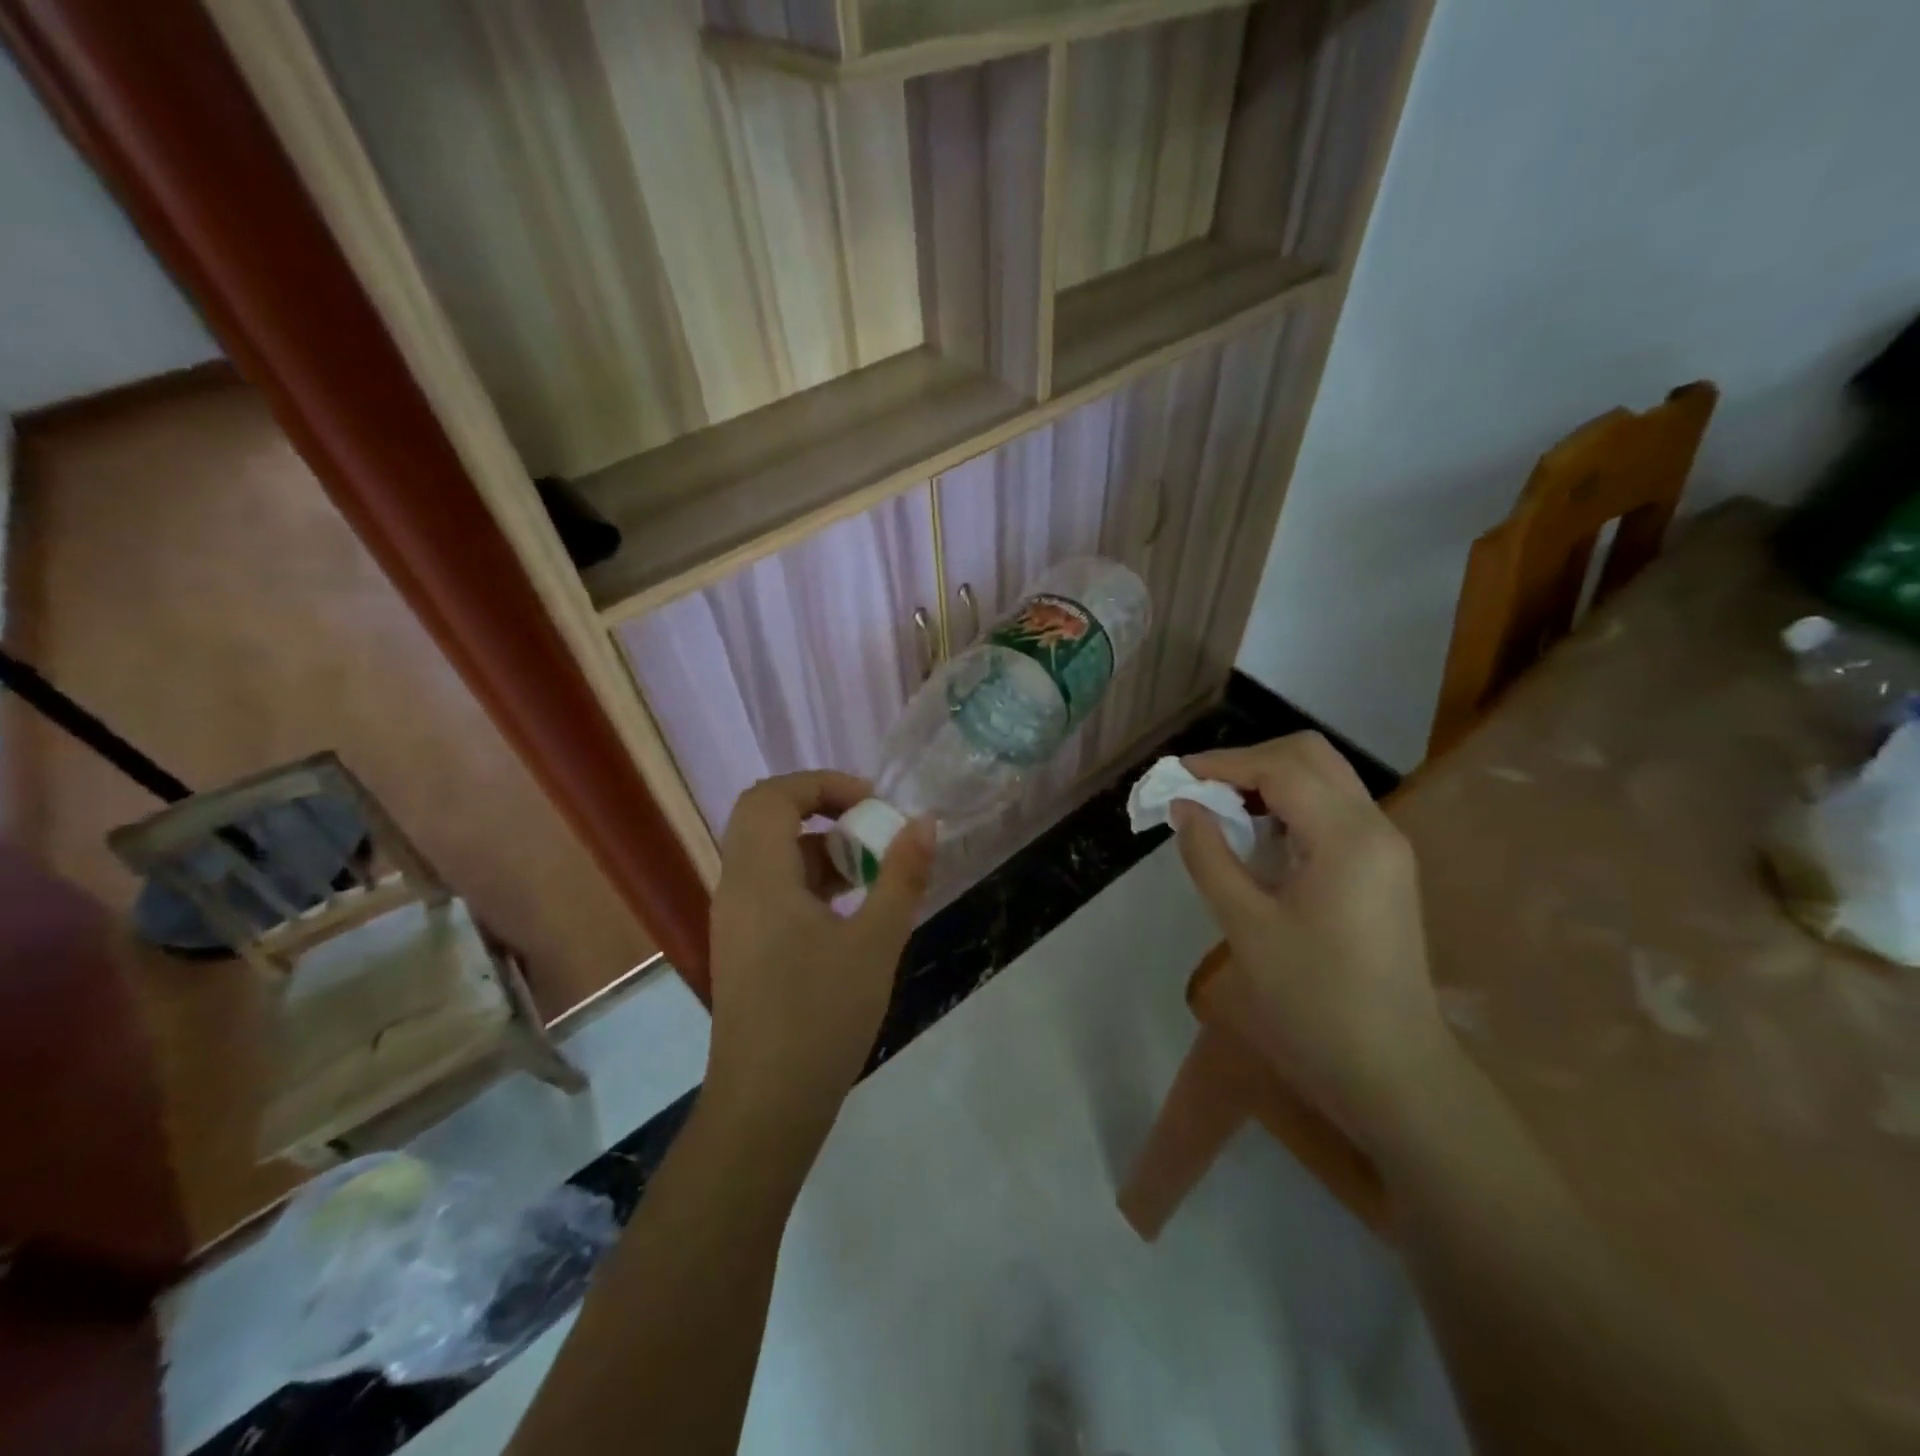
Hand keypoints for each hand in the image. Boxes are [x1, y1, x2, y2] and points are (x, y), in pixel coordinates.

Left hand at [705, 771, 934, 1142]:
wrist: (766, 1107)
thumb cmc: (821, 1018)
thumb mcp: (875, 943)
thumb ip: (902, 877)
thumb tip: (924, 822)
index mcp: (758, 877)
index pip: (773, 795)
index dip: (823, 784)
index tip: (873, 803)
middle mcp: (736, 888)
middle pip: (766, 818)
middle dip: (823, 811)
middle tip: (871, 829)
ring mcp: (735, 920)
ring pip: (771, 855)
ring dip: (821, 849)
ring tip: (873, 875)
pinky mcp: (744, 947)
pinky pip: (773, 889)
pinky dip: (811, 882)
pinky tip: (851, 913)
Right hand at [1173, 733, 1455, 1150]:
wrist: (1392, 1071)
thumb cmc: (1313, 1001)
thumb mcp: (1246, 926)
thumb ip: (1209, 856)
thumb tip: (1184, 806)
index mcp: (1347, 837)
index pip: (1281, 768)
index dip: (1223, 763)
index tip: (1176, 777)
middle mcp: (1375, 827)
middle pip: (1310, 757)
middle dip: (1249, 761)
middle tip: (1201, 790)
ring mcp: (1385, 847)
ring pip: (1324, 779)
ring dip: (1269, 781)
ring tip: (1220, 810)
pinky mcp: (1382, 868)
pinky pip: (1331, 811)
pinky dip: (1289, 806)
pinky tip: (1257, 838)